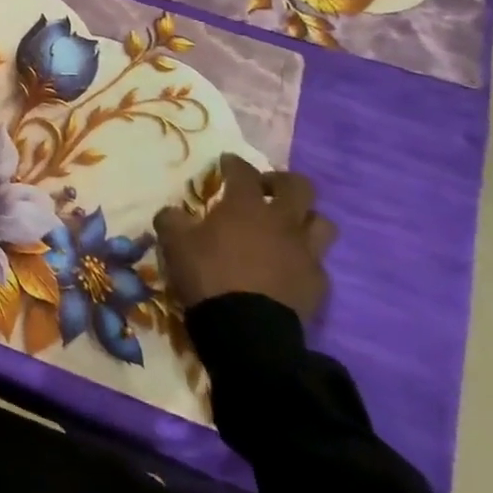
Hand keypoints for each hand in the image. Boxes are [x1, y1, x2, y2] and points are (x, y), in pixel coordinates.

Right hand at [155, 154, 337, 321]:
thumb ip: (171, 220)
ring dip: (304, 218)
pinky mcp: (318, 282)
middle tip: (265, 189)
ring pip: (321, 222)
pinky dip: (304, 257)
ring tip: (287, 226)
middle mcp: (282, 221)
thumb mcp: (174, 244)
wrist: (247, 330)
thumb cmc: (208, 276)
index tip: (227, 162)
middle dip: (281, 182)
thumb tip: (172, 213)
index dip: (234, 163)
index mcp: (246, 206)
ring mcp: (306, 252)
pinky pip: (317, 261)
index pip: (243, 171)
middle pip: (299, 187)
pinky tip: (289, 266)